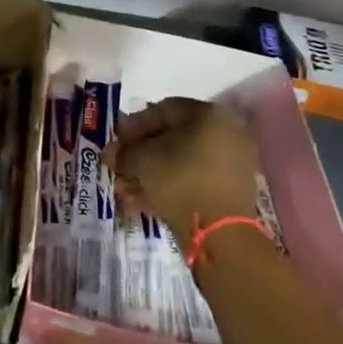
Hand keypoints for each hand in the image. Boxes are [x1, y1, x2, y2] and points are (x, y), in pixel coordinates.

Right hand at [107, 97, 259, 240]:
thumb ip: (124, 152)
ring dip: (150, 172)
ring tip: (124, 187)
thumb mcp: (142, 160)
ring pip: (180, 162)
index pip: (164, 109)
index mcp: (210, 114)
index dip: (134, 124)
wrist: (221, 234)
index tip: (116, 140)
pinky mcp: (229, 193)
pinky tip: (140, 199)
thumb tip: (111, 153)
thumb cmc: (180, 181)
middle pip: (173, 137)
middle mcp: (226, 133)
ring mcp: (230, 164)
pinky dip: (167, 186)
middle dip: (140, 152)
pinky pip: (192, 180)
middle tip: (118, 164)